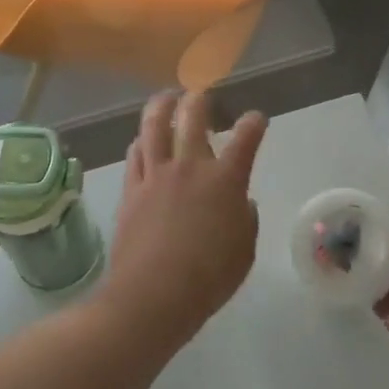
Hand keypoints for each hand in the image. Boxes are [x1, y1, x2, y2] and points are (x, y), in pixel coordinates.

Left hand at [98, 90, 266, 348]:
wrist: (153, 294)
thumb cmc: (208, 278)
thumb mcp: (244, 253)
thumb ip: (247, 221)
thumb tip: (242, 203)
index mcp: (225, 180)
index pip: (246, 139)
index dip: (254, 123)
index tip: (256, 119)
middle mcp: (190, 167)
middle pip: (193, 116)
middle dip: (200, 98)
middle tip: (201, 94)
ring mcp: (156, 174)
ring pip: (155, 125)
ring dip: (162, 106)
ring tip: (166, 98)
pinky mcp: (131, 188)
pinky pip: (135, 154)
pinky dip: (141, 142)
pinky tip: (142, 141)